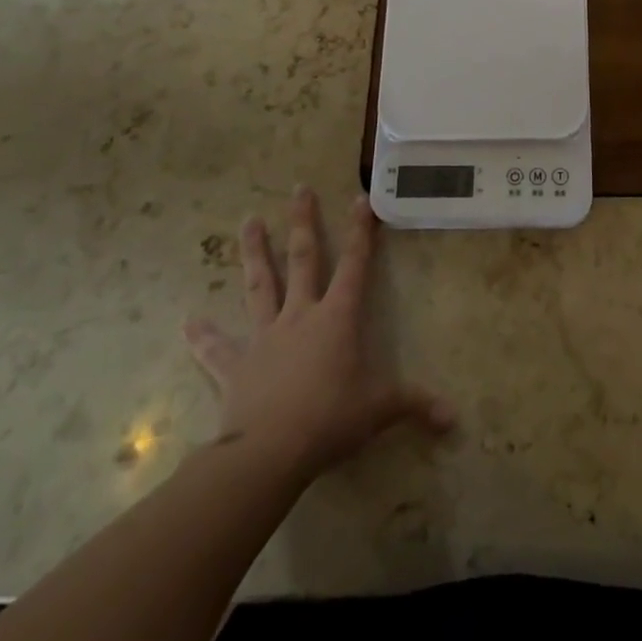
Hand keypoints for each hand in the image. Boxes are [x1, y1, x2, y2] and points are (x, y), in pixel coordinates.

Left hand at [183, 186, 453, 483]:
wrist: (269, 451)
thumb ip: (414, 405)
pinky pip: (217, 348)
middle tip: (299, 188)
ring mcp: (264, 336)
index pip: (355, 264)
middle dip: (304, 222)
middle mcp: (301, 315)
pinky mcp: (236, 365)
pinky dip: (203, 336)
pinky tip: (188, 322)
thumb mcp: (379, 410)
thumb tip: (453, 418)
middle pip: (303, 259)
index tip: (359, 198)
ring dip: (254, 253)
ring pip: (259, 285)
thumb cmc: (330, 420)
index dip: (360, 231)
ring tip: (248, 220)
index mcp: (337, 318)